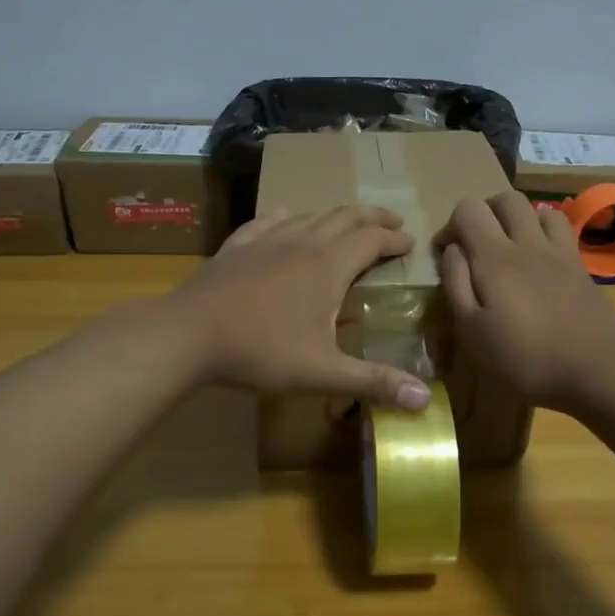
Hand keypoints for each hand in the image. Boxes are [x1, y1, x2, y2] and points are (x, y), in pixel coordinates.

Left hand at [168, 205, 432, 409]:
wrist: (189, 334)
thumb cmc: (261, 352)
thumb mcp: (323, 373)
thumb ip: (374, 382)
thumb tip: (425, 400)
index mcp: (329, 266)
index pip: (372, 240)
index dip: (395, 240)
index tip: (410, 243)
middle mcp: (302, 243)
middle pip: (346, 217)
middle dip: (373, 218)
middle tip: (392, 224)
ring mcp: (266, 240)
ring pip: (309, 216)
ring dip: (334, 217)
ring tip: (346, 226)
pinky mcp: (237, 246)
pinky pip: (268, 221)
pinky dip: (286, 217)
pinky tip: (285, 218)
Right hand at [434, 191, 614, 411]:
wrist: (598, 372)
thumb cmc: (525, 359)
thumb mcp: (472, 331)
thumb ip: (456, 284)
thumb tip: (452, 250)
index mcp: (495, 257)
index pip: (468, 208)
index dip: (450, 225)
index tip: (445, 256)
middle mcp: (529, 243)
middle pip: (505, 199)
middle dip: (484, 213)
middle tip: (476, 244)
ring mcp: (560, 252)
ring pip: (538, 209)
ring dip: (518, 219)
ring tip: (510, 248)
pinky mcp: (582, 267)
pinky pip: (562, 230)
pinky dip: (544, 233)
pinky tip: (540, 262)